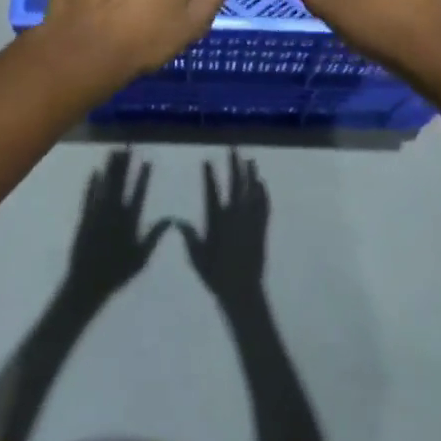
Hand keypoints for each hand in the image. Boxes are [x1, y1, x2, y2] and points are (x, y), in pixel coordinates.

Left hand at [61, 150, 168, 304]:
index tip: (147, 160)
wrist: (87, 284)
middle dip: (124, 164)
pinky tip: (94, 172)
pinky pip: (88, 197)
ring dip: (109, 168)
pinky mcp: (84, 219)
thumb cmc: (117, 273)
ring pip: (105, 185)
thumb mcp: (141, 257)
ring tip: (113, 151)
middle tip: (128, 147)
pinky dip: (92, 184)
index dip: (143, 176)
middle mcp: (113, 212)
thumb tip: (171, 219)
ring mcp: (97, 214)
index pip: (139, 192)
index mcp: (129, 221)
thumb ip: (155, 236)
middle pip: (120, 183)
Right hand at [177, 150, 267, 309]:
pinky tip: (262, 183)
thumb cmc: (215, 275)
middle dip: (234, 166)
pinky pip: (264, 206)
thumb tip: (176, 220)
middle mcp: (235, 215)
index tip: (208, 160)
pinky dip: (263, 193)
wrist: (242, 290)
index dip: (209, 175)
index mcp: (218, 220)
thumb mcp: (197, 256)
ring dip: (251, 174)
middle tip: (234, 150)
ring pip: (252, 191)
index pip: (212, 191)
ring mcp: (251, 221)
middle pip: (236, 185)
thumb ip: (189, 236)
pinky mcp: (262, 228)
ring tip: (250, 159)